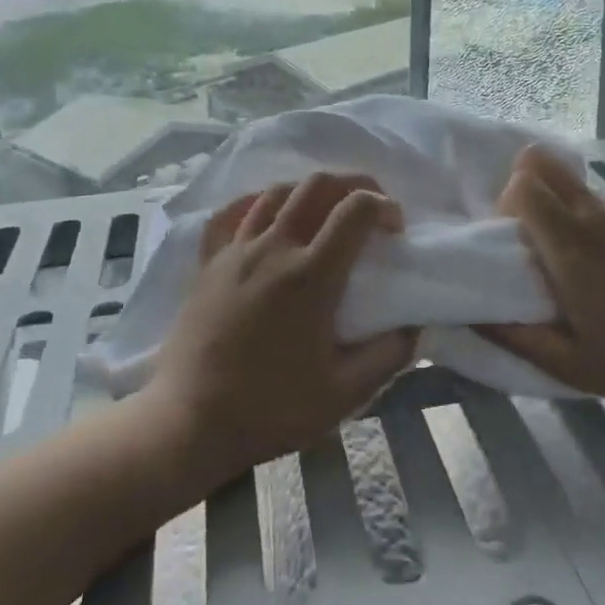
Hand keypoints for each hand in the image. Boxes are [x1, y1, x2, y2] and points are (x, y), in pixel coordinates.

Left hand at [144, 173, 417, 481]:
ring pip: (276, 192)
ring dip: (309, 191)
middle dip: (353, 184)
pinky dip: (256, 202)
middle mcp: (274, 248)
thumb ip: (388, 356)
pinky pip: (232, 213)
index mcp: (311, 276)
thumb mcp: (345, 393)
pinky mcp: (208, 262)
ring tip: (324, 212)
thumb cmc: (270, 408)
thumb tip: (415, 327)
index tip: (396, 229)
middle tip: (369, 208)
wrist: (190, 421)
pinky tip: (267, 213)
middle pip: (317, 185)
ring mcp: (236, 250)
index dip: (384, 206)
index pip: (356, 210)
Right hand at [481, 146, 604, 413]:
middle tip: (526, 235)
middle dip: (520, 186)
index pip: (523, 183)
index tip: (509, 244)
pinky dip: (578, 212)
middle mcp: (595, 216)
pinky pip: (593, 198)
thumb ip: (514, 337)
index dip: (504, 205)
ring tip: (561, 253)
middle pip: (541, 161)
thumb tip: (468, 316)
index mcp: (571, 248)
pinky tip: (597, 261)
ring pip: (567, 178)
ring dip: (550, 200)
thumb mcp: (569, 365)